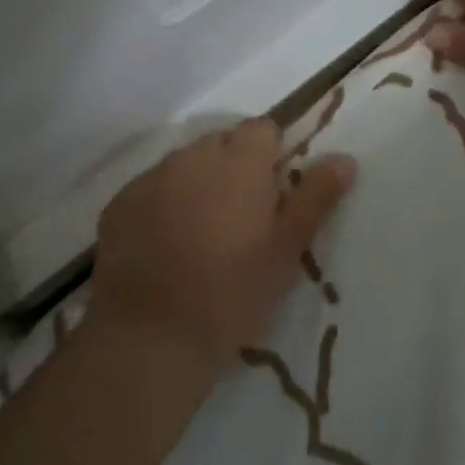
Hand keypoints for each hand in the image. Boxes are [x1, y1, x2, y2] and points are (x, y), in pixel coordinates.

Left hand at [89, 119, 356, 379]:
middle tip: (243, 219)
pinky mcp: (118, 205)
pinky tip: (166, 246)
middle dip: (235, 168)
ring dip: (198, 185)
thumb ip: (316, 197)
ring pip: (184, 166)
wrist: (152, 336)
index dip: (273, 154)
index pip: (263, 128)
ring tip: (202, 234)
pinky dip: (163, 205)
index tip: (276, 192)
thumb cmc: (234, 292)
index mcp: (239, 162)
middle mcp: (191, 157)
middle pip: (221, 144)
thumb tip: (345, 158)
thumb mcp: (287, 248)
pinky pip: (151, 190)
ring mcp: (149, 179)